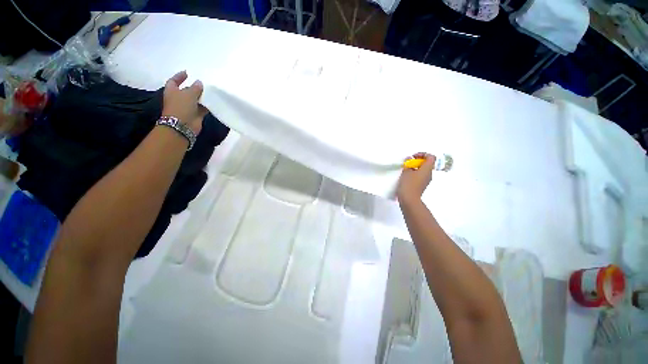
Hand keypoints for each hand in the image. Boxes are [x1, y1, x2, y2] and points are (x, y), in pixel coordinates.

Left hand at [162, 71, 207, 134]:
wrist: (183, 125)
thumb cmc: (181, 107)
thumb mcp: (189, 94)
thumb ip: (195, 88)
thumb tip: (199, 82)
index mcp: (172, 91)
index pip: (174, 81)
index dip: (179, 76)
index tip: (187, 73)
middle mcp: (178, 98)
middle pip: (186, 90)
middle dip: (193, 87)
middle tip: (203, 83)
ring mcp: (187, 107)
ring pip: (195, 100)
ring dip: (202, 97)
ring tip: (210, 92)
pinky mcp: (195, 115)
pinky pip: (202, 108)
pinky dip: (207, 106)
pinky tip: (213, 102)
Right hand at [397, 152, 435, 202]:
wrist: (409, 199)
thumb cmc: (408, 184)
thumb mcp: (406, 171)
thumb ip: (408, 164)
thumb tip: (409, 159)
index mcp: (427, 169)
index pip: (430, 157)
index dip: (422, 154)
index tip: (413, 157)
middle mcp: (429, 174)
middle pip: (427, 163)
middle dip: (418, 161)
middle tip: (409, 162)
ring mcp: (426, 180)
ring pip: (423, 170)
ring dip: (416, 167)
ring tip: (406, 169)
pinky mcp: (422, 185)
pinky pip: (420, 176)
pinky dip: (415, 173)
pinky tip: (407, 176)